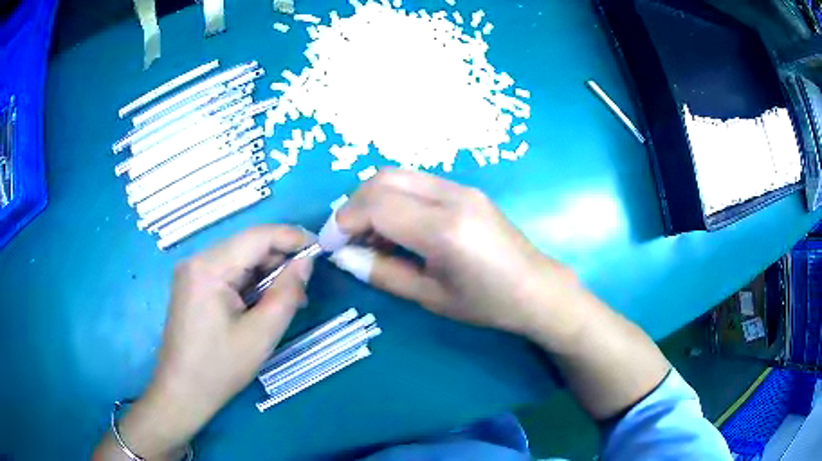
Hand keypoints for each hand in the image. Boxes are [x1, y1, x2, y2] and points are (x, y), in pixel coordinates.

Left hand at [94, 226, 313, 459]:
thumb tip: (306, 263)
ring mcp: (192, 272)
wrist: (182, 392)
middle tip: (305, 288)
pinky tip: (262, 304)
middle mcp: (197, 259)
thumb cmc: (220, 367)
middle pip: (247, 245)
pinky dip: (250, 283)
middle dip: (280, 260)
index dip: (293, 238)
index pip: (258, 236)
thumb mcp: (261, 334)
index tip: (321, 251)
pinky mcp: (192, 285)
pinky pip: (228, 273)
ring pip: (239, 259)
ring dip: (266, 274)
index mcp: (209, 267)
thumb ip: (287, 293)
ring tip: (288, 300)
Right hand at [336, 169, 579, 338]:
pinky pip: (417, 182)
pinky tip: (398, 227)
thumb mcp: (429, 296)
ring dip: (373, 199)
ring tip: (372, 236)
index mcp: (443, 230)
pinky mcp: (465, 188)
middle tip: (348, 239)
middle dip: (353, 205)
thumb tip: (343, 255)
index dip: (343, 222)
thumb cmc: (486, 303)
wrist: (535, 287)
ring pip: (398, 174)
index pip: (375, 205)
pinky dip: (395, 197)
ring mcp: (461, 187)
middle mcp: (451, 197)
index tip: (330, 245)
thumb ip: (381, 273)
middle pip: (382, 178)